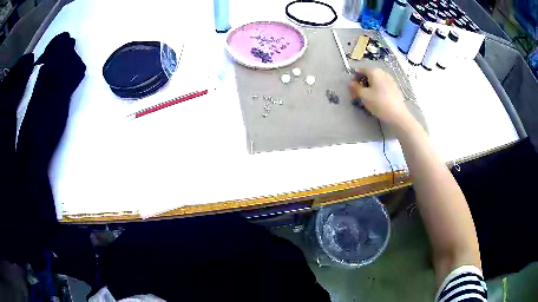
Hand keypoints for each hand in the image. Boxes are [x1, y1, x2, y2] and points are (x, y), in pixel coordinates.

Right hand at [349, 68, 410, 126]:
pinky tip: (377, 100)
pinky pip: (382, 86)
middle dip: (362, 83)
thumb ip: (355, 87)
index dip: (354, 78)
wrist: (397, 115)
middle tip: (358, 95)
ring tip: (367, 98)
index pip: (360, 70)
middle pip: (369, 75)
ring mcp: (390, 80)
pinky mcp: (395, 88)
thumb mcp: (364, 95)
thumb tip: (351, 83)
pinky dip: (377, 90)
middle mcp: (383, 73)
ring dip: (369, 87)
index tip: (352, 88)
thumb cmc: (379, 103)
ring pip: (376, 81)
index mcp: (374, 71)